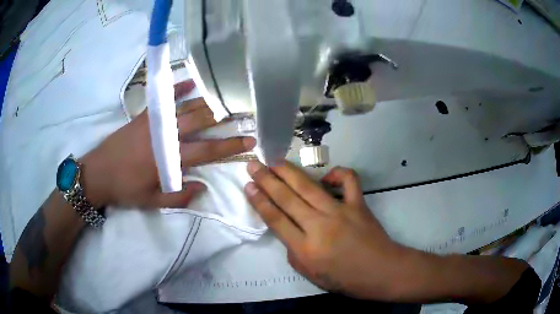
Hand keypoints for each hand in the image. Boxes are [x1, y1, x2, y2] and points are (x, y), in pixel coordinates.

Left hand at [80, 80, 255, 208]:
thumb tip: (203, 187)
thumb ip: (179, 196)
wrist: (97, 173)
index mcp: (169, 159)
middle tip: (243, 113)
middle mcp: (166, 136)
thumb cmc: (125, 189)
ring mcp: (154, 123)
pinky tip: (191, 81)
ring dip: (207, 102)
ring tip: (225, 98)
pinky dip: (178, 88)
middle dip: (225, 118)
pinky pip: (164, 99)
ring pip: (186, 108)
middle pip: (201, 123)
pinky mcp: (144, 116)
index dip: (230, 146)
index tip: (250, 141)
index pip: (207, 150)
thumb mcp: (152, 201)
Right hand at [244, 161, 404, 299]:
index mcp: (306, 249)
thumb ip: (294, 253)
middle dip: (266, 179)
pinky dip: (338, 173)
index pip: (275, 219)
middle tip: (253, 165)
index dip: (259, 200)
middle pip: (287, 198)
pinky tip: (327, 175)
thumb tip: (289, 230)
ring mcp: (341, 212)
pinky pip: (348, 180)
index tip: (248, 185)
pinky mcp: (359, 204)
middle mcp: (320, 226)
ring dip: (289, 172)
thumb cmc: (345, 279)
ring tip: (274, 161)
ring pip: (309, 186)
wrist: (381, 272)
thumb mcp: (311, 275)